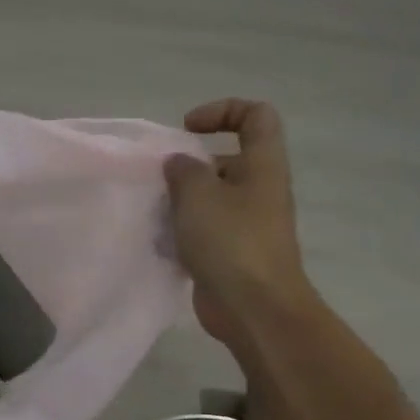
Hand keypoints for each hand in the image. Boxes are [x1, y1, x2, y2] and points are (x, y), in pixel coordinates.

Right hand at [164, 98, 312, 347]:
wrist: (254, 309)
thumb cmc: (231, 242)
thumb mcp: (199, 195)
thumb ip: (184, 170)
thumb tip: (179, 164)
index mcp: (262, 166)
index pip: (256, 116)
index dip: (222, 111)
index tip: (187, 129)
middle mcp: (259, 190)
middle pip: (227, 160)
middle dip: (190, 166)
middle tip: (162, 182)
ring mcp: (247, 224)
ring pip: (211, 198)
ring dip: (180, 202)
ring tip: (157, 216)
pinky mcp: (232, 253)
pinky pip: (204, 231)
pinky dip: (182, 233)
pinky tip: (162, 245)